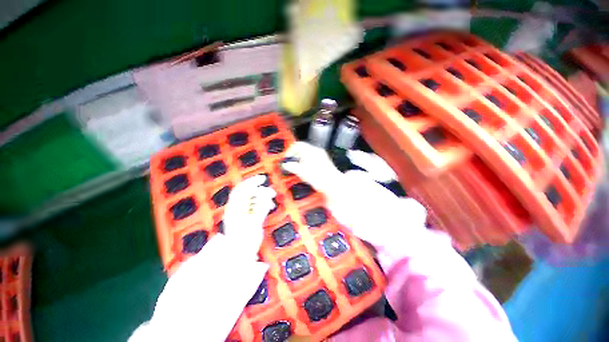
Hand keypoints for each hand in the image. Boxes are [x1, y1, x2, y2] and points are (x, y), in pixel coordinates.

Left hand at [223, 175, 276, 258]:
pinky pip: (254, 205)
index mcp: (235, 208)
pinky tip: (269, 206)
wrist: (238, 255)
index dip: (252, 181)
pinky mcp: (246, 217)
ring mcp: (241, 213)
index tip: (264, 178)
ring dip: (262, 197)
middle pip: (248, 193)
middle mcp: (237, 208)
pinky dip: (262, 203)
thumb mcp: (255, 223)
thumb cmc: (245, 240)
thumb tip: (268, 196)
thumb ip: (261, 208)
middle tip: (273, 192)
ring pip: (252, 199)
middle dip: (261, 190)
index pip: (242, 189)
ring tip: (272, 200)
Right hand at [281, 142, 342, 194]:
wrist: (333, 185)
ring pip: (306, 155)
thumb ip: (292, 167)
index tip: (287, 159)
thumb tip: (286, 165)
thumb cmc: (320, 178)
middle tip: (290, 165)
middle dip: (295, 157)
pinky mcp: (324, 162)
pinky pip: (312, 159)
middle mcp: (317, 151)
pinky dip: (306, 163)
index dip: (290, 152)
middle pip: (302, 150)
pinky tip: (305, 172)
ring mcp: (321, 156)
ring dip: (300, 161)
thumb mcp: (302, 172)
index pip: (297, 145)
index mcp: (311, 151)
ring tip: (297, 169)